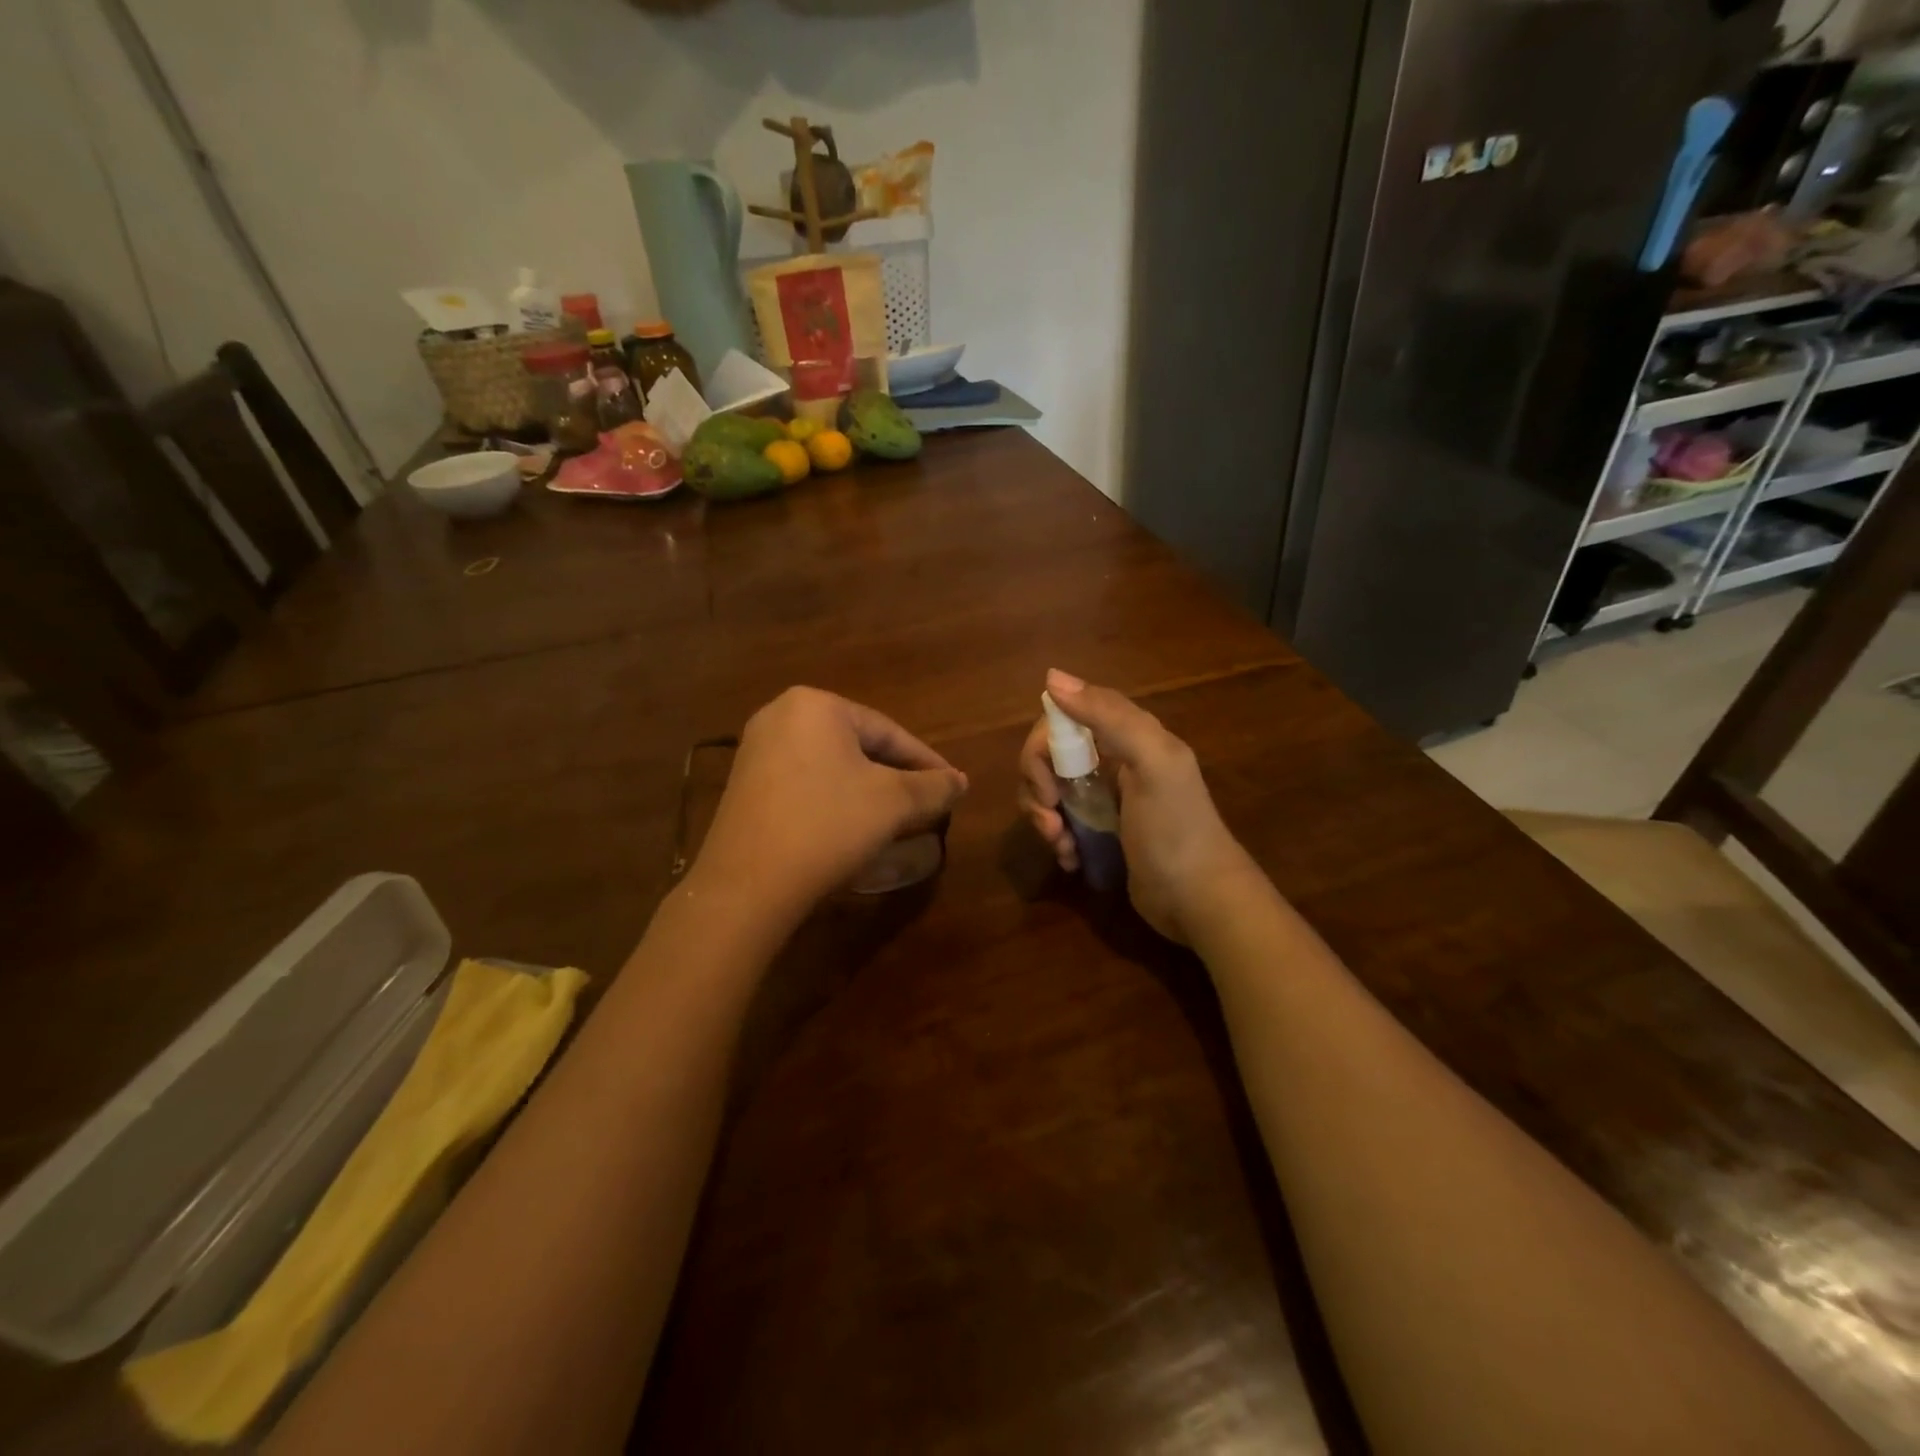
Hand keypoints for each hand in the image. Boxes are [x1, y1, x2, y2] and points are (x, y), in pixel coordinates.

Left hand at [693, 687, 967, 926]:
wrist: (747, 884)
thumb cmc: (828, 826)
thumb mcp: (893, 803)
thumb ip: (933, 786)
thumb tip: (960, 782)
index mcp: (816, 705)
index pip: (888, 731)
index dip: (926, 761)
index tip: (952, 786)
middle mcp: (780, 716)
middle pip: (858, 746)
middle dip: (896, 776)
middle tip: (926, 802)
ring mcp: (756, 751)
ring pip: (831, 767)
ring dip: (867, 791)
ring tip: (896, 817)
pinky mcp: (744, 786)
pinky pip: (804, 784)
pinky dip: (834, 801)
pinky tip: (850, 827)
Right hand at [1019, 670, 1256, 942]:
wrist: (1200, 899)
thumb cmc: (1176, 829)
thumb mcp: (1152, 764)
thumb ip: (1109, 716)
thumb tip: (1052, 677)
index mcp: (1127, 735)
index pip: (1063, 719)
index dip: (1043, 747)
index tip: (1047, 785)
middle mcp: (1113, 760)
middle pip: (1050, 756)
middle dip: (1038, 788)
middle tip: (1051, 820)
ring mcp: (1105, 797)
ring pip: (1050, 790)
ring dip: (1044, 817)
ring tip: (1061, 845)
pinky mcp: (1100, 831)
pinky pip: (1061, 821)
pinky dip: (1057, 839)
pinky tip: (1071, 859)